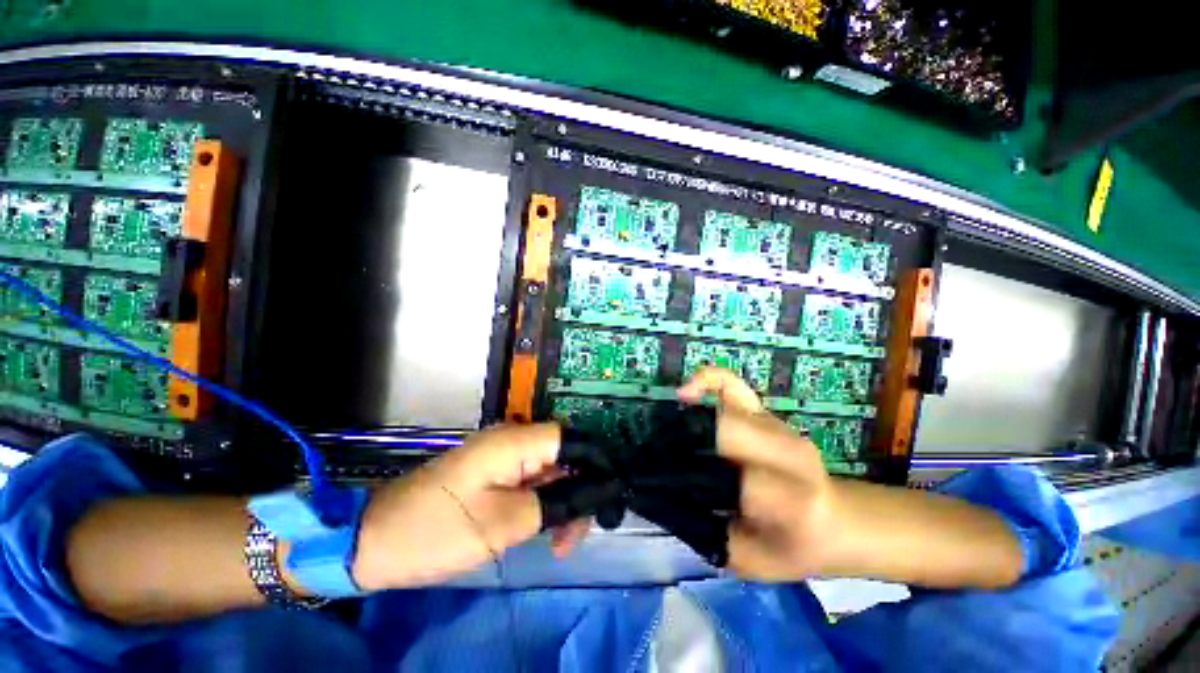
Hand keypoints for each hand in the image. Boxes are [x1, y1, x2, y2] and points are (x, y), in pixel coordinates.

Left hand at [351, 423, 587, 589]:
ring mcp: (503, 455)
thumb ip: (556, 503)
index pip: (573, 439)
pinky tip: (544, 531)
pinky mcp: (494, 471)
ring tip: (560, 543)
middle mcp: (513, 439)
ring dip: (562, 502)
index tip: (608, 499)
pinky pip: (532, 480)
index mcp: (516, 441)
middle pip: (564, 456)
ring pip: (550, 471)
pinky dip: (544, 503)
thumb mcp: (504, 523)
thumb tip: (595, 492)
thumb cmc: (438, 530)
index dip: (596, 463)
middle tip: (576, 536)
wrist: (375, 540)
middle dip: (579, 491)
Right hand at [680, 367, 1022, 587]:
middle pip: (732, 432)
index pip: (746, 485)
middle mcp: (789, 451)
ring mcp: (776, 425)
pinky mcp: (765, 411)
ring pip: (730, 404)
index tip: (678, 493)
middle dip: (694, 443)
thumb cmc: (792, 547)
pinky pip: (732, 383)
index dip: (709, 489)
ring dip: (694, 415)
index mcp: (794, 499)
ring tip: (670, 427)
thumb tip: (668, 504)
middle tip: (668, 458)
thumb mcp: (753, 561)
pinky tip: (687, 392)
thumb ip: (712, 538)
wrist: (834, 520)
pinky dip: (708, 379)